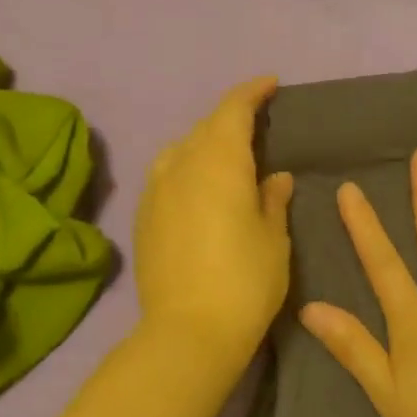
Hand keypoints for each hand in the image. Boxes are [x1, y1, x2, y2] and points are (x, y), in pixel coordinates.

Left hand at [133, 76, 295, 367]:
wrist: (187, 332)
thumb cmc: (245, 281)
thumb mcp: (274, 239)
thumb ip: (273, 200)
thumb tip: (274, 177)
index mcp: (219, 162)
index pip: (233, 109)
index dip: (252, 92)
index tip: (270, 84)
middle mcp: (181, 165)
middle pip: (206, 126)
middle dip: (231, 118)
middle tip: (256, 125)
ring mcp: (156, 191)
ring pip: (180, 149)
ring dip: (204, 143)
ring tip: (225, 157)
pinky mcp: (143, 217)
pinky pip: (166, 175)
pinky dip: (186, 169)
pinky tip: (198, 189)